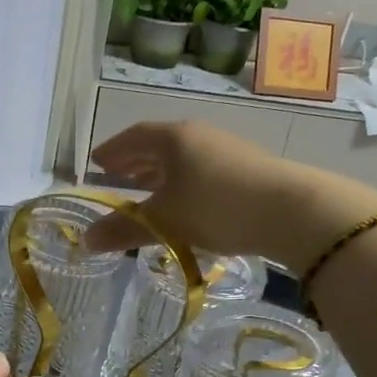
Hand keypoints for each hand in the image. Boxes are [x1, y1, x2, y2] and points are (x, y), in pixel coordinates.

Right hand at [85, 120, 376, 265]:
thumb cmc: (216, 207)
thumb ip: (123, 230)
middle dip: (136, 161)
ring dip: (161, 173)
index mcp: (173, 138)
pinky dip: (185, 183)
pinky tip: (187, 204)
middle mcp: (199, 135)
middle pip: (159, 144)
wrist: (291, 211)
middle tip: (117, 176)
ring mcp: (227, 149)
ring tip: (148, 191)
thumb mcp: (164, 221)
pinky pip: (203, 170)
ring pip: (184, 158)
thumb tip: (85, 241)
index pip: (134, 137)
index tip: (97, 162)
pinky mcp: (248, 168)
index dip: (113, 150)